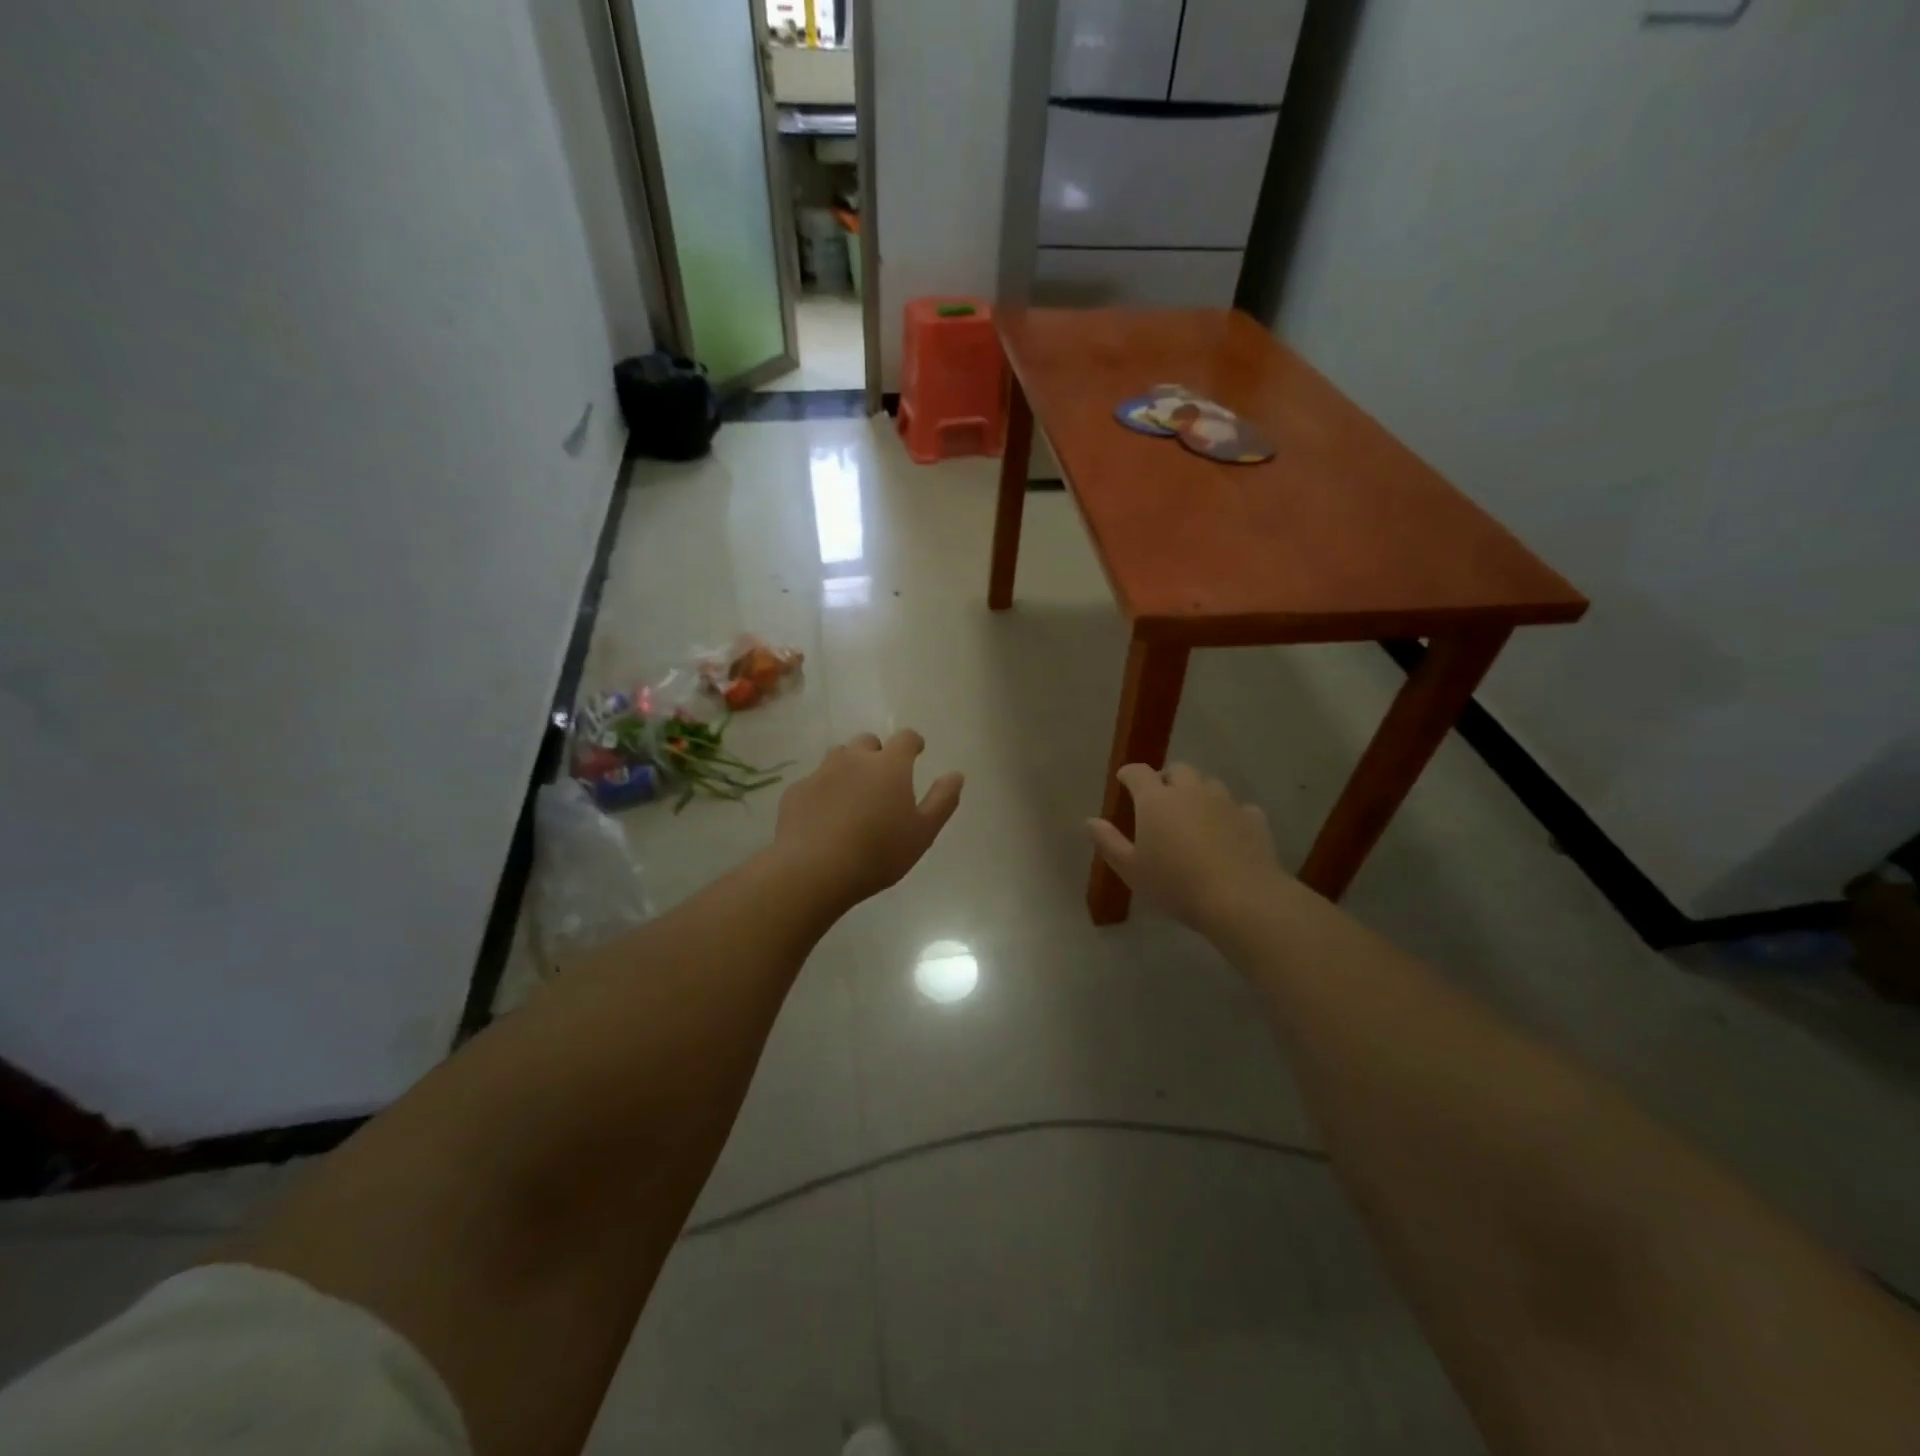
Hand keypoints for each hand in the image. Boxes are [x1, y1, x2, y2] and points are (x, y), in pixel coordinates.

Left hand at [774, 731, 963, 905]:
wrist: (814, 869)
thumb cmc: (878, 852)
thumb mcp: (923, 832)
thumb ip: (942, 800)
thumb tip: (956, 775)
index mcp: (889, 766)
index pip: (906, 738)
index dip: (913, 743)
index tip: (917, 752)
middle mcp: (854, 759)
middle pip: (867, 742)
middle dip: (877, 754)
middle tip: (882, 779)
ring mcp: (821, 772)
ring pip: (838, 757)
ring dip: (848, 767)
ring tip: (853, 795)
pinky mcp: (796, 791)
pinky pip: (814, 782)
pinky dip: (824, 791)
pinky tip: (825, 816)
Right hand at [1085, 763, 1282, 929]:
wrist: (1240, 898)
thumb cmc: (1175, 884)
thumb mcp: (1131, 869)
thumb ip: (1108, 842)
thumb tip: (1089, 821)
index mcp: (1156, 799)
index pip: (1138, 772)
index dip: (1129, 774)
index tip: (1124, 781)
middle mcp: (1191, 790)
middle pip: (1178, 770)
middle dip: (1166, 779)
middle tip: (1160, 800)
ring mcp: (1225, 802)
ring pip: (1209, 784)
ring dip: (1198, 793)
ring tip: (1193, 815)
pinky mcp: (1253, 818)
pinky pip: (1237, 807)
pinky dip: (1228, 815)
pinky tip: (1227, 833)